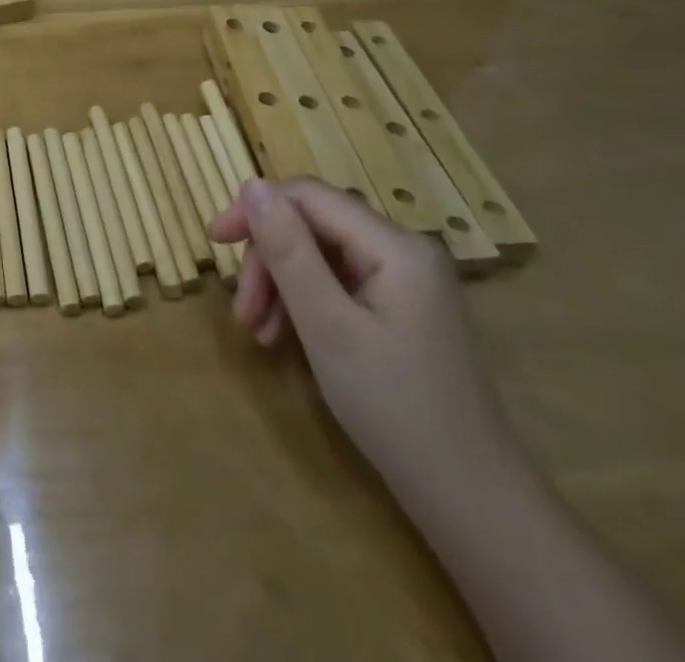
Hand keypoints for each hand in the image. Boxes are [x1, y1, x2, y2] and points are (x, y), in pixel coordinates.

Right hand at [210, 179, 510, 492]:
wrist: (470, 500)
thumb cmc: (395, 409)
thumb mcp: (328, 326)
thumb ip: (288, 250)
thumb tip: (251, 183)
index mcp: (395, 245)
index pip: (308, 196)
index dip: (255, 209)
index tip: (214, 241)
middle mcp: (403, 248)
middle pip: (312, 225)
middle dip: (269, 260)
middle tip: (243, 313)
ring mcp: (405, 278)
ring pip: (319, 253)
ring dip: (280, 284)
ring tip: (258, 332)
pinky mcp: (400, 305)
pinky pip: (337, 281)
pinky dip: (304, 301)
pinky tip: (285, 337)